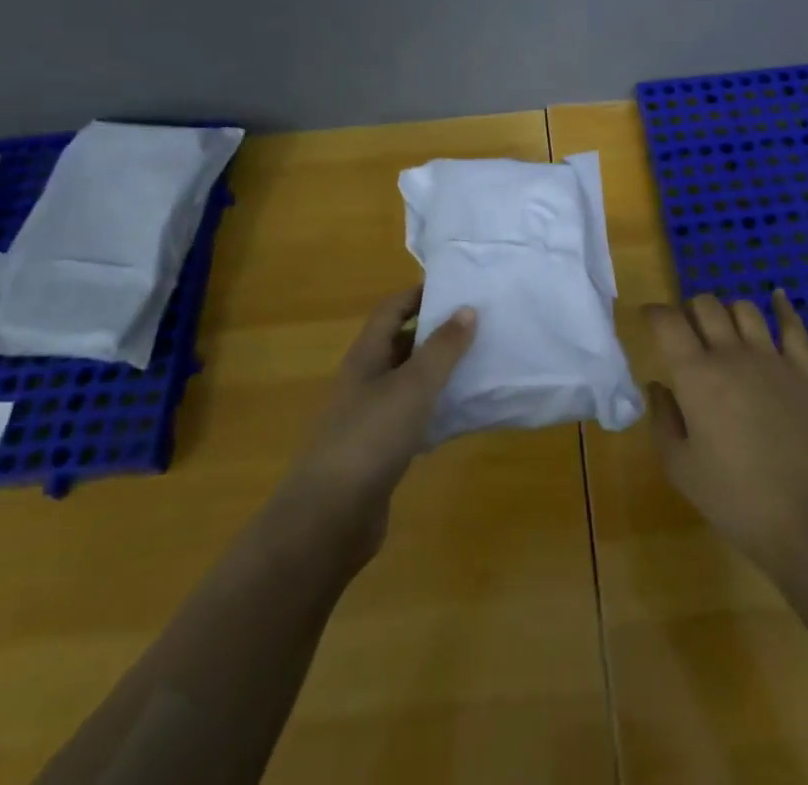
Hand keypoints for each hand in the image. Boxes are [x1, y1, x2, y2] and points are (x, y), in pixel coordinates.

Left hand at [277, 286, 476, 561]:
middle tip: (477, 326)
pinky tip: (462, 415)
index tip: (458, 288)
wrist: (329, 518)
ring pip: (408, 382)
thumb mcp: (413, 386)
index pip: (391, 310)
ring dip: (438, 372)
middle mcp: (364, 381)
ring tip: (478, 364)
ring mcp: (369, 418)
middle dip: (435, 332)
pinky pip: (411, 418)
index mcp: (366, 356)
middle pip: (400, 344)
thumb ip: (442, 348)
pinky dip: (435, 411)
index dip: (420, 294)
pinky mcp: (378, 452)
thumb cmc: (371, 438)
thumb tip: (467, 308)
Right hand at [644, 290, 807, 576]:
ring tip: (720, 327)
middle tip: (682, 331)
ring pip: (743, 309)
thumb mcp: (680, 466)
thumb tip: (658, 385)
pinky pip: (792, 327)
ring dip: (726, 311)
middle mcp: (731, 354)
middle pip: (705, 305)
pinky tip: (776, 297)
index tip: (646, 319)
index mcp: (696, 374)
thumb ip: (663, 419)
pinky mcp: (801, 372)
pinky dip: (783, 308)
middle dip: (688, 310)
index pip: (668, 321)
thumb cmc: (733, 497)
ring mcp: (770, 359)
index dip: (653, 313)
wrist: (806, 519)